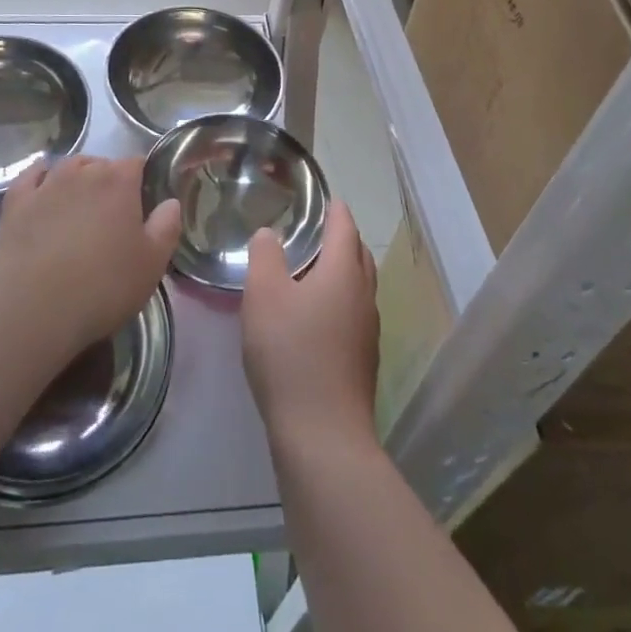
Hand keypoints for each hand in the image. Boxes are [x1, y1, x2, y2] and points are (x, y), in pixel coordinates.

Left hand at [0, 155, 180, 358]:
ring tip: (79, 206)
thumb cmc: (103, 286)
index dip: (141, 182)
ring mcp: (47, 183)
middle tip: (111, 218)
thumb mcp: (152, 264)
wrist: (35, 309)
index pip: (137, 163)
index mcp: (119, 181)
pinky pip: (32, 176)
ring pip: (68, 166)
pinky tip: (43, 189)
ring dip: (78, 178)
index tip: (142, 207)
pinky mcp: (17, 201)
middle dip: (109, 182)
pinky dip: (40, 178)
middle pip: (102, 164)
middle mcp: (83, 171)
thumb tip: (170, 202)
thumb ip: (166, 227)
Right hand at [242, 198, 379, 452]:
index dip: (334, 209)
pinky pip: (354, 313)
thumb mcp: (263, 294)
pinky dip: (339, 300)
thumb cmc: (290, 353)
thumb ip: (264, 255)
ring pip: (359, 286)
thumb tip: (270, 234)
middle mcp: (363, 296)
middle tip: (316, 230)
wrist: (322, 435)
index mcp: (344, 272)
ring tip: (312, 269)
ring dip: (342, 270)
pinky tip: (315, 316)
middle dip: (342, 237)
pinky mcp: (362, 361)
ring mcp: (367, 331)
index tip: (323, 196)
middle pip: (358, 255)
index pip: (345, 226)